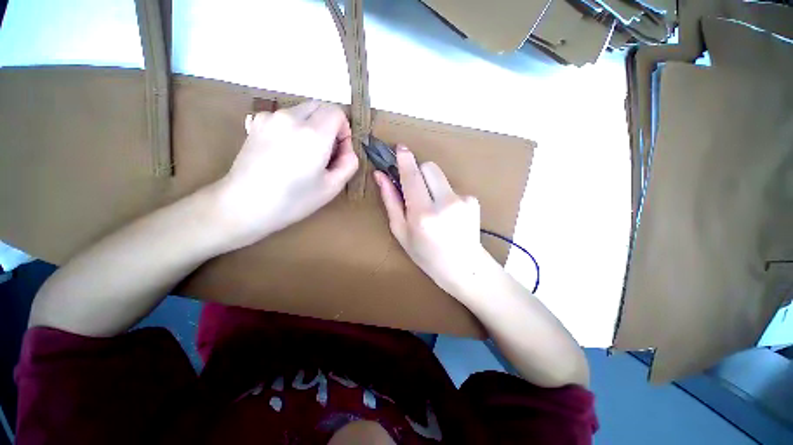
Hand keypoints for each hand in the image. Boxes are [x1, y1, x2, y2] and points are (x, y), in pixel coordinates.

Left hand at [213, 101, 358, 250]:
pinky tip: (285, 150)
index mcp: (314, 134)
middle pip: (320, 107)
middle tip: (325, 152)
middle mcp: (292, 117)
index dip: (344, 130)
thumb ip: (349, 164)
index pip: (337, 112)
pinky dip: (293, 127)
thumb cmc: (294, 201)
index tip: (339, 150)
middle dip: (329, 125)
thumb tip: (347, 149)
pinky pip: (285, 116)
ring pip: (302, 111)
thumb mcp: (332, 187)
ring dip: (311, 126)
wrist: (245, 205)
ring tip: (303, 154)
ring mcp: (270, 117)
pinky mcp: (256, 122)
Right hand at [374, 146, 488, 293]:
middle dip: (419, 172)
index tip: (400, 148)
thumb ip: (391, 201)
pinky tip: (448, 214)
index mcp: (422, 214)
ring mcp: (462, 200)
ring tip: (433, 208)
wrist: (463, 267)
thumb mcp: (401, 232)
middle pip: (429, 167)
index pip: (411, 176)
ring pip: (440, 176)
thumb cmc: (426, 254)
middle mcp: (444, 203)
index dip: (404, 159)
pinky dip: (445, 195)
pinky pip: (452, 188)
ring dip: (432, 185)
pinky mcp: (473, 200)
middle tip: (415, 189)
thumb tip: (381, 176)